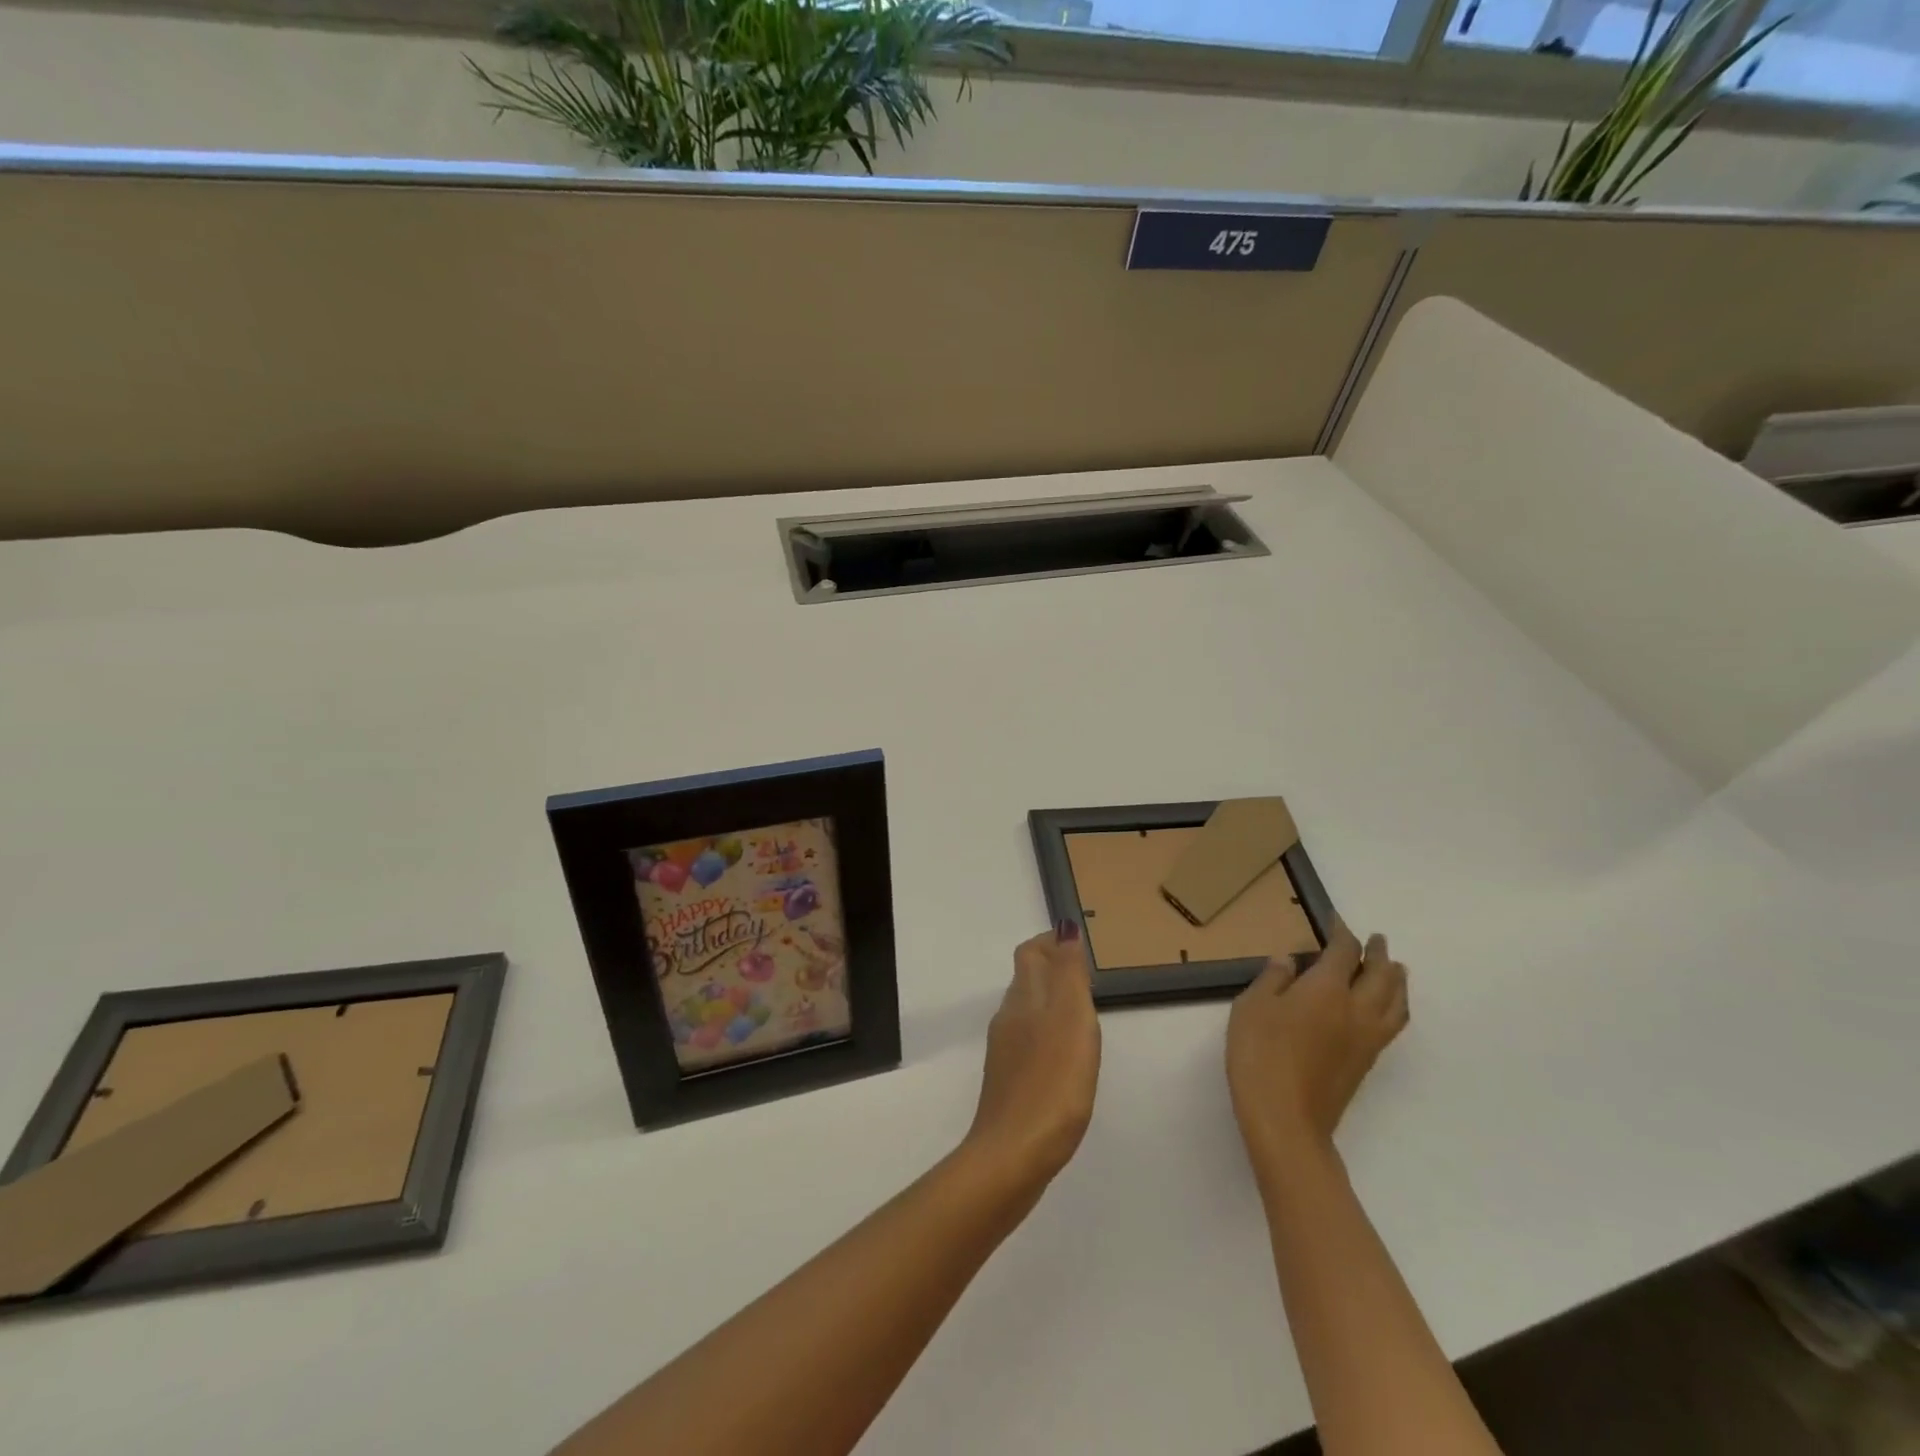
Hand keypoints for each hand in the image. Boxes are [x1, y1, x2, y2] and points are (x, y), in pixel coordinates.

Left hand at [965, 923, 1100, 1188]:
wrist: (1014, 1153)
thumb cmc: (1052, 1081)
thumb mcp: (1071, 1019)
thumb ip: (1069, 973)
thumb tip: (1064, 928)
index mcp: (1024, 999)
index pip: (1030, 954)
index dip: (1050, 942)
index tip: (1078, 943)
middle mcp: (1009, 1018)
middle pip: (1027, 980)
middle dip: (1053, 969)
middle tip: (1087, 975)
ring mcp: (1005, 1052)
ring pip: (1027, 1010)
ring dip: (1051, 1001)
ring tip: (1083, 1012)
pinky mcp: (1010, 1081)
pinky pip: (1029, 1042)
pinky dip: (1048, 1033)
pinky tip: (1066, 1056)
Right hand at [1226, 925, 1408, 1167]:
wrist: (1286, 1118)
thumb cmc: (1261, 1054)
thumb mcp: (1252, 1007)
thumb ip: (1273, 979)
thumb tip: (1289, 961)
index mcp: (1327, 989)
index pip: (1345, 952)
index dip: (1343, 932)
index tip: (1336, 921)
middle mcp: (1356, 1009)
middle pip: (1381, 975)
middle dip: (1379, 954)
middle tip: (1376, 940)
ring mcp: (1367, 1038)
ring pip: (1396, 1001)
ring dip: (1397, 980)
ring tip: (1394, 969)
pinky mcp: (1367, 1062)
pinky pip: (1393, 1023)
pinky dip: (1395, 1005)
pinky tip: (1383, 1008)